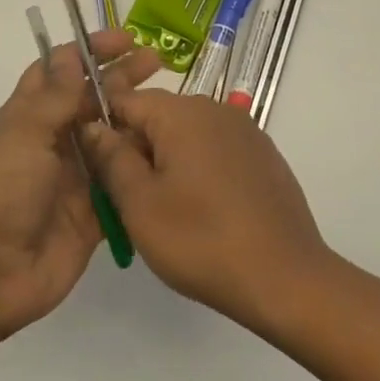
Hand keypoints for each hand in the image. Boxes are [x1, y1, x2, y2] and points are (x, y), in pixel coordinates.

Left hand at [0, 30, 159, 342]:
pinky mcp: (91, 213)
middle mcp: (50, 142)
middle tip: (157, 63)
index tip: (124, 40)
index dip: (88, 52)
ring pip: (109, 139)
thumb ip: (54, 97)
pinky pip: (119, 183)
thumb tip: (70, 55)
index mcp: (26, 117)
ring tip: (170, 105)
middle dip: (120, 79)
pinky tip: (168, 151)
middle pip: (89, 101)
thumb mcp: (23, 134)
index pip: (58, 71)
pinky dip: (139, 167)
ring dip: (134, 121)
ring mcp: (72, 178)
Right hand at [80, 91, 331, 333]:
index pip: (125, 101)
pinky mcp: (264, 157)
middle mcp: (216, 110)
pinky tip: (202, 213)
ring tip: (164, 213)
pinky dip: (199, 173)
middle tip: (128, 201)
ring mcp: (246, 132)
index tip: (97, 170)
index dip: (104, 131)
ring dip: (167, 164)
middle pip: (158, 118)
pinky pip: (216, 152)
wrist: (286, 279)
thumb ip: (111, 158)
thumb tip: (93, 126)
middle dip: (136, 151)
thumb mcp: (140, 204)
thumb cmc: (201, 240)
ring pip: (187, 137)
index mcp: (182, 113)